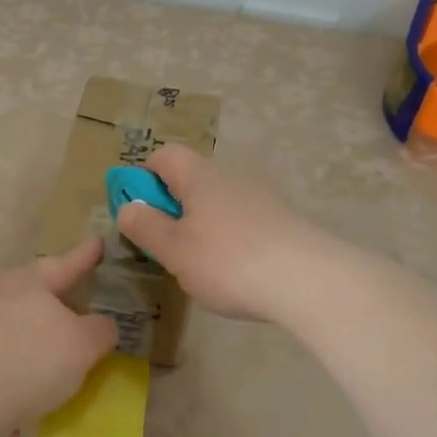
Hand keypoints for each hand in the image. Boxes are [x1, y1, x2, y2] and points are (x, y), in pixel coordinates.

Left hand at [0, 239, 118, 434]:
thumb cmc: (28, 360)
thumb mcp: (82, 345)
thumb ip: (98, 331)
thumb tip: (101, 325)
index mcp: (26, 283)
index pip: (64, 265)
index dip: (84, 257)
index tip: (97, 243)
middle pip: (28, 294)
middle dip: (50, 304)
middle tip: (72, 314)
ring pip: (3, 330)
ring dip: (24, 346)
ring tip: (45, 372)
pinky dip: (4, 379)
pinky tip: (14, 411)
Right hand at [115, 146, 326, 322]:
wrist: (310, 281)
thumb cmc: (229, 261)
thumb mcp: (174, 250)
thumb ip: (146, 227)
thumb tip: (127, 208)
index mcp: (200, 177)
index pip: (165, 155)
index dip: (143, 176)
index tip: (136, 210)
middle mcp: (232, 178)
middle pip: (192, 180)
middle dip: (172, 208)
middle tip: (164, 246)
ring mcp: (262, 199)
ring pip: (218, 204)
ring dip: (201, 226)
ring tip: (199, 266)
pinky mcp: (283, 224)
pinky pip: (244, 223)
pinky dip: (230, 240)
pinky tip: (235, 273)